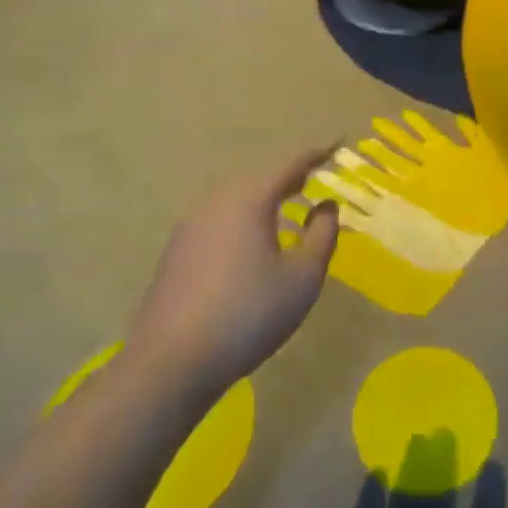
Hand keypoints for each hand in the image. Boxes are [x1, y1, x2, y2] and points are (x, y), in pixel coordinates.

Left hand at [127, 150, 339, 395]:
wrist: (171, 363)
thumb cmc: (249, 314)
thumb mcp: (303, 277)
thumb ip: (322, 235)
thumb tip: (326, 206)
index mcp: (249, 200)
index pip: (290, 165)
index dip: (316, 155)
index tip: (336, 145)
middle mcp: (216, 202)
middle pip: (259, 179)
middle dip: (287, 178)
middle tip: (311, 181)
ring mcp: (189, 226)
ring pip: (235, 200)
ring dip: (262, 201)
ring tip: (284, 213)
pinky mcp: (175, 253)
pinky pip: (217, 222)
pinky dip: (241, 222)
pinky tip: (249, 248)